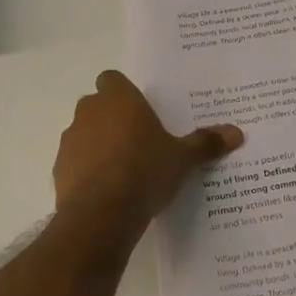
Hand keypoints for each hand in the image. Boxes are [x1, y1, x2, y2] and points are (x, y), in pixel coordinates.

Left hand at [53, 71, 242, 227]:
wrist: (101, 215)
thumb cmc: (145, 172)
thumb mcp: (183, 159)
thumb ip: (206, 143)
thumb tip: (237, 133)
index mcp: (119, 99)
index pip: (112, 79)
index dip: (124, 93)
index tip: (141, 112)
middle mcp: (90, 112)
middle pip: (98, 105)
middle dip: (113, 118)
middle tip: (139, 140)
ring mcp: (70, 140)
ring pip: (84, 133)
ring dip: (98, 144)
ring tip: (124, 169)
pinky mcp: (59, 169)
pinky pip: (75, 161)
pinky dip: (87, 170)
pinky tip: (108, 191)